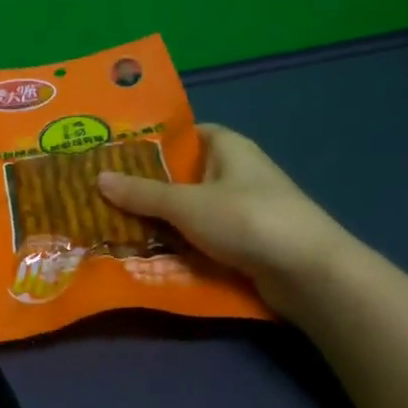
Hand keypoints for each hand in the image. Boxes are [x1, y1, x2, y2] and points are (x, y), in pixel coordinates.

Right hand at [96, 124, 353, 313]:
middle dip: (147, 187)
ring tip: (116, 226)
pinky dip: (181, 244)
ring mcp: (243, 208)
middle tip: (104, 195)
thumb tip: (98, 178)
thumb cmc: (247, 219)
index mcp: (227, 147)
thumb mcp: (186, 204)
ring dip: (162, 221)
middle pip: (183, 174)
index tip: (115, 155)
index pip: (184, 134)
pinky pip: (204, 237)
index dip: (151, 142)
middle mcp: (236, 172)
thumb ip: (142, 193)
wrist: (309, 273)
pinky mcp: (247, 242)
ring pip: (191, 210)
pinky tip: (149, 254)